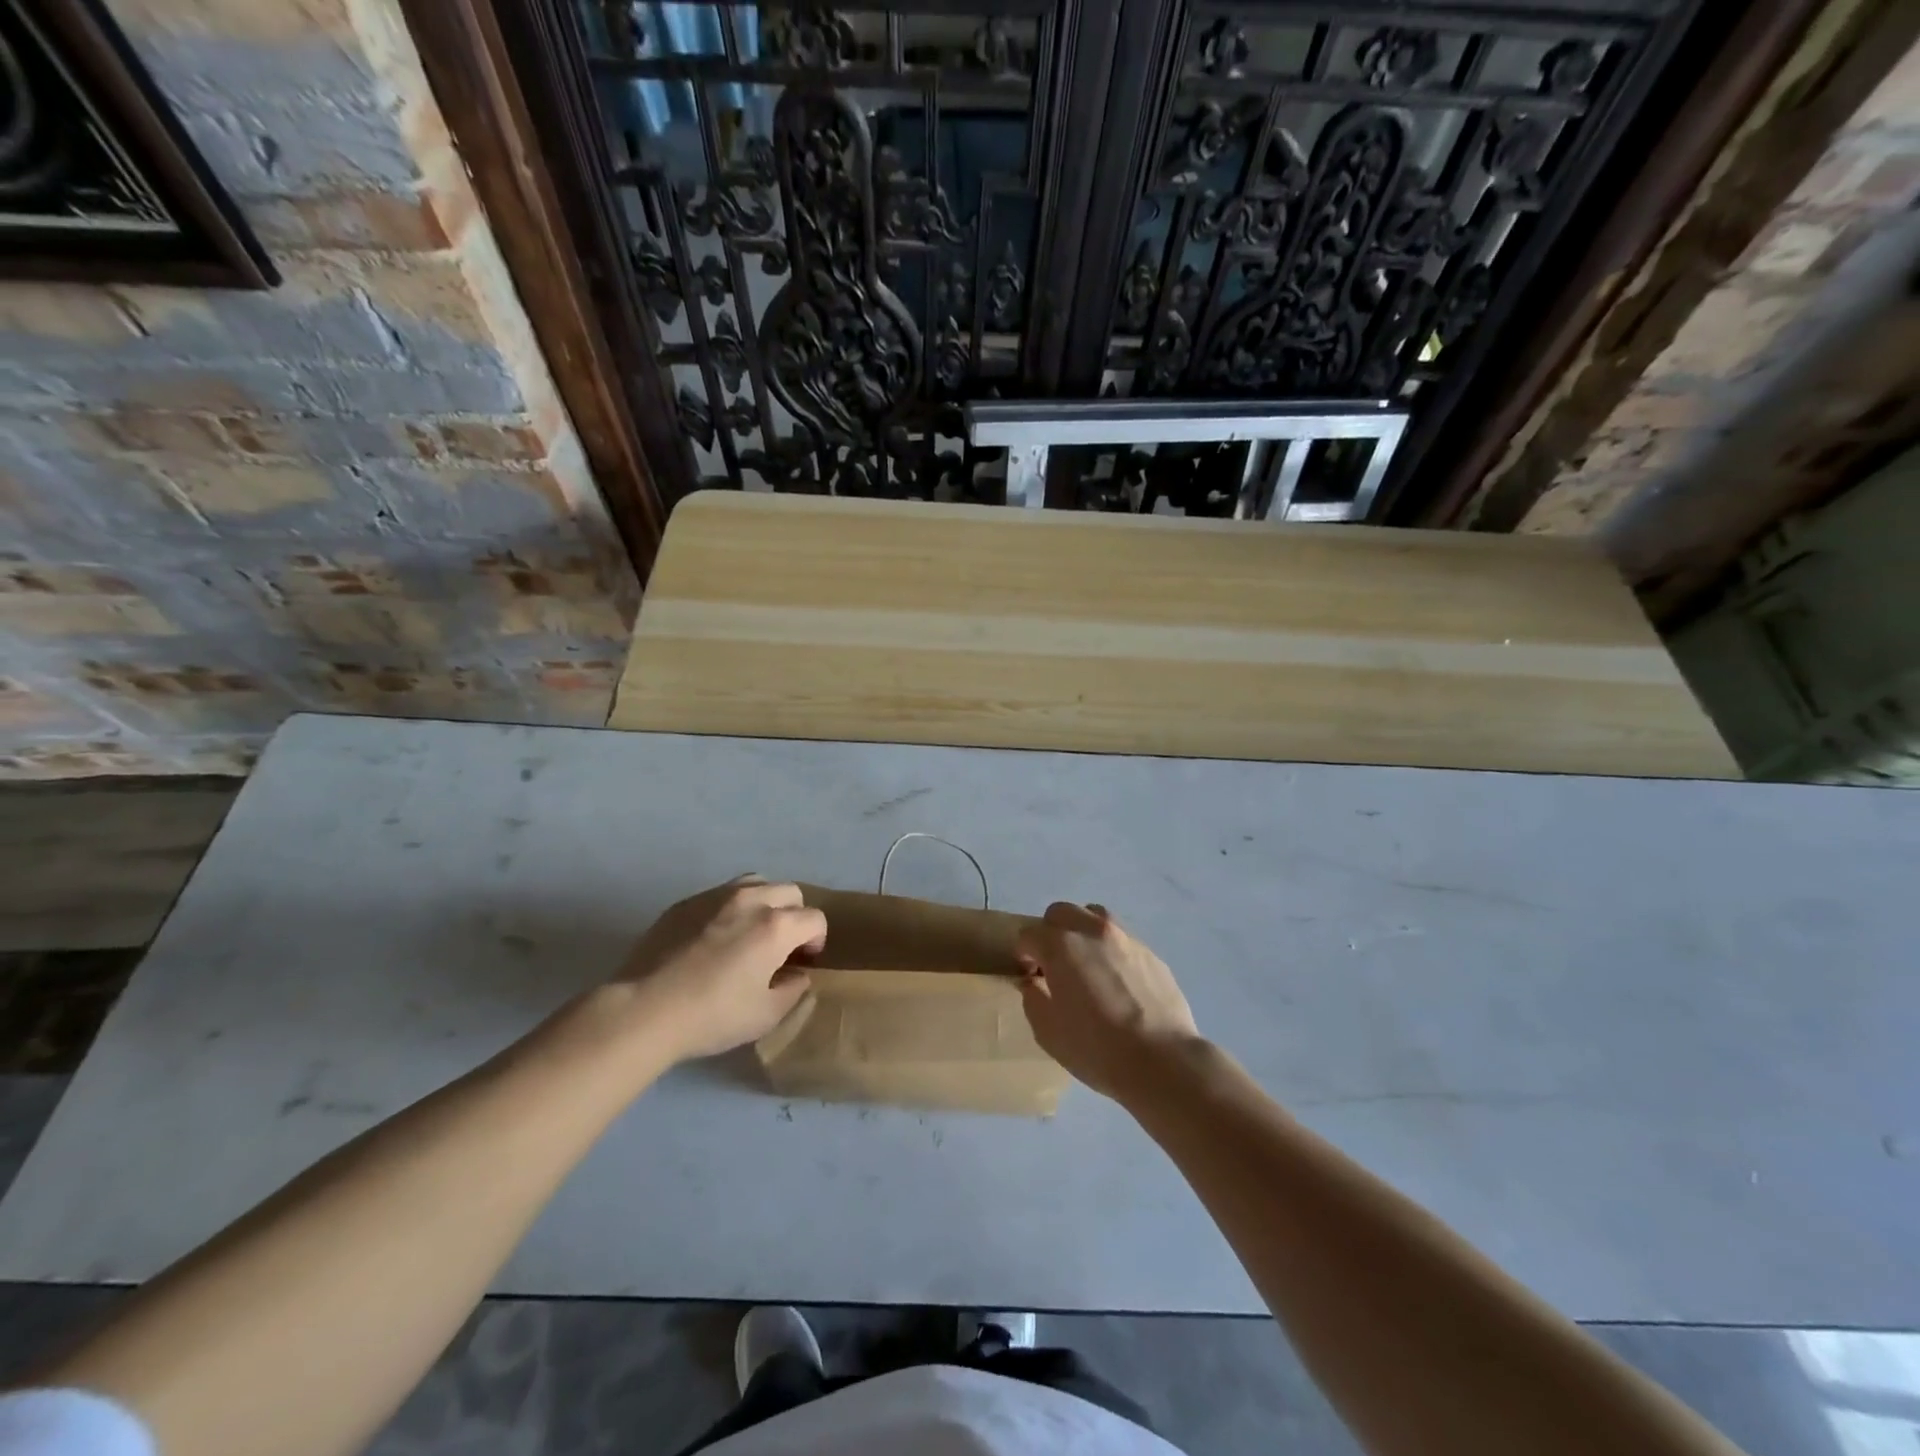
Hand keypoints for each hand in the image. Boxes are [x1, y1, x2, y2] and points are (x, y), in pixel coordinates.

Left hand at [617, 877, 826, 1063]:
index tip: (803, 962)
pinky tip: (713, 939)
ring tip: (750, 932)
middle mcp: (751, 900)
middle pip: (790, 892)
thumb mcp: (766, 1015)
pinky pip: (720, 895)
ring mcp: (715, 896)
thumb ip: (793, 990)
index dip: (816, 940)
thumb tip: (797, 974)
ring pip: (755, 884)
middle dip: (794, 916)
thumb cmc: (713, 1015)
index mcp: (777, 925)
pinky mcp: (685, 903)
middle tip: (781, 946)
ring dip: (764, 903)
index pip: (815, 918)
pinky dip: (729, 909)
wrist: (643, 1010)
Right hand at [1016, 902, 1202, 1100]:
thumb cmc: (1097, 1048)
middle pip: (1061, 912)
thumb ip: (1033, 998)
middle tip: (1054, 963)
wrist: (1162, 1061)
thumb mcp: (1047, 1031)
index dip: (1023, 953)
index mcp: (1061, 946)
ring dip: (1082, 931)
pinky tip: (1117, 981)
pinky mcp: (1151, 953)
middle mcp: (1092, 931)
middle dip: (1051, 932)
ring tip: (1086, 962)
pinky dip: (1110, 950)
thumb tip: (1033, 983)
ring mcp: (1126, 938)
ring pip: (1095, 916)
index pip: (1029, 934)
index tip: (1029, 974)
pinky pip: (1122, 939)